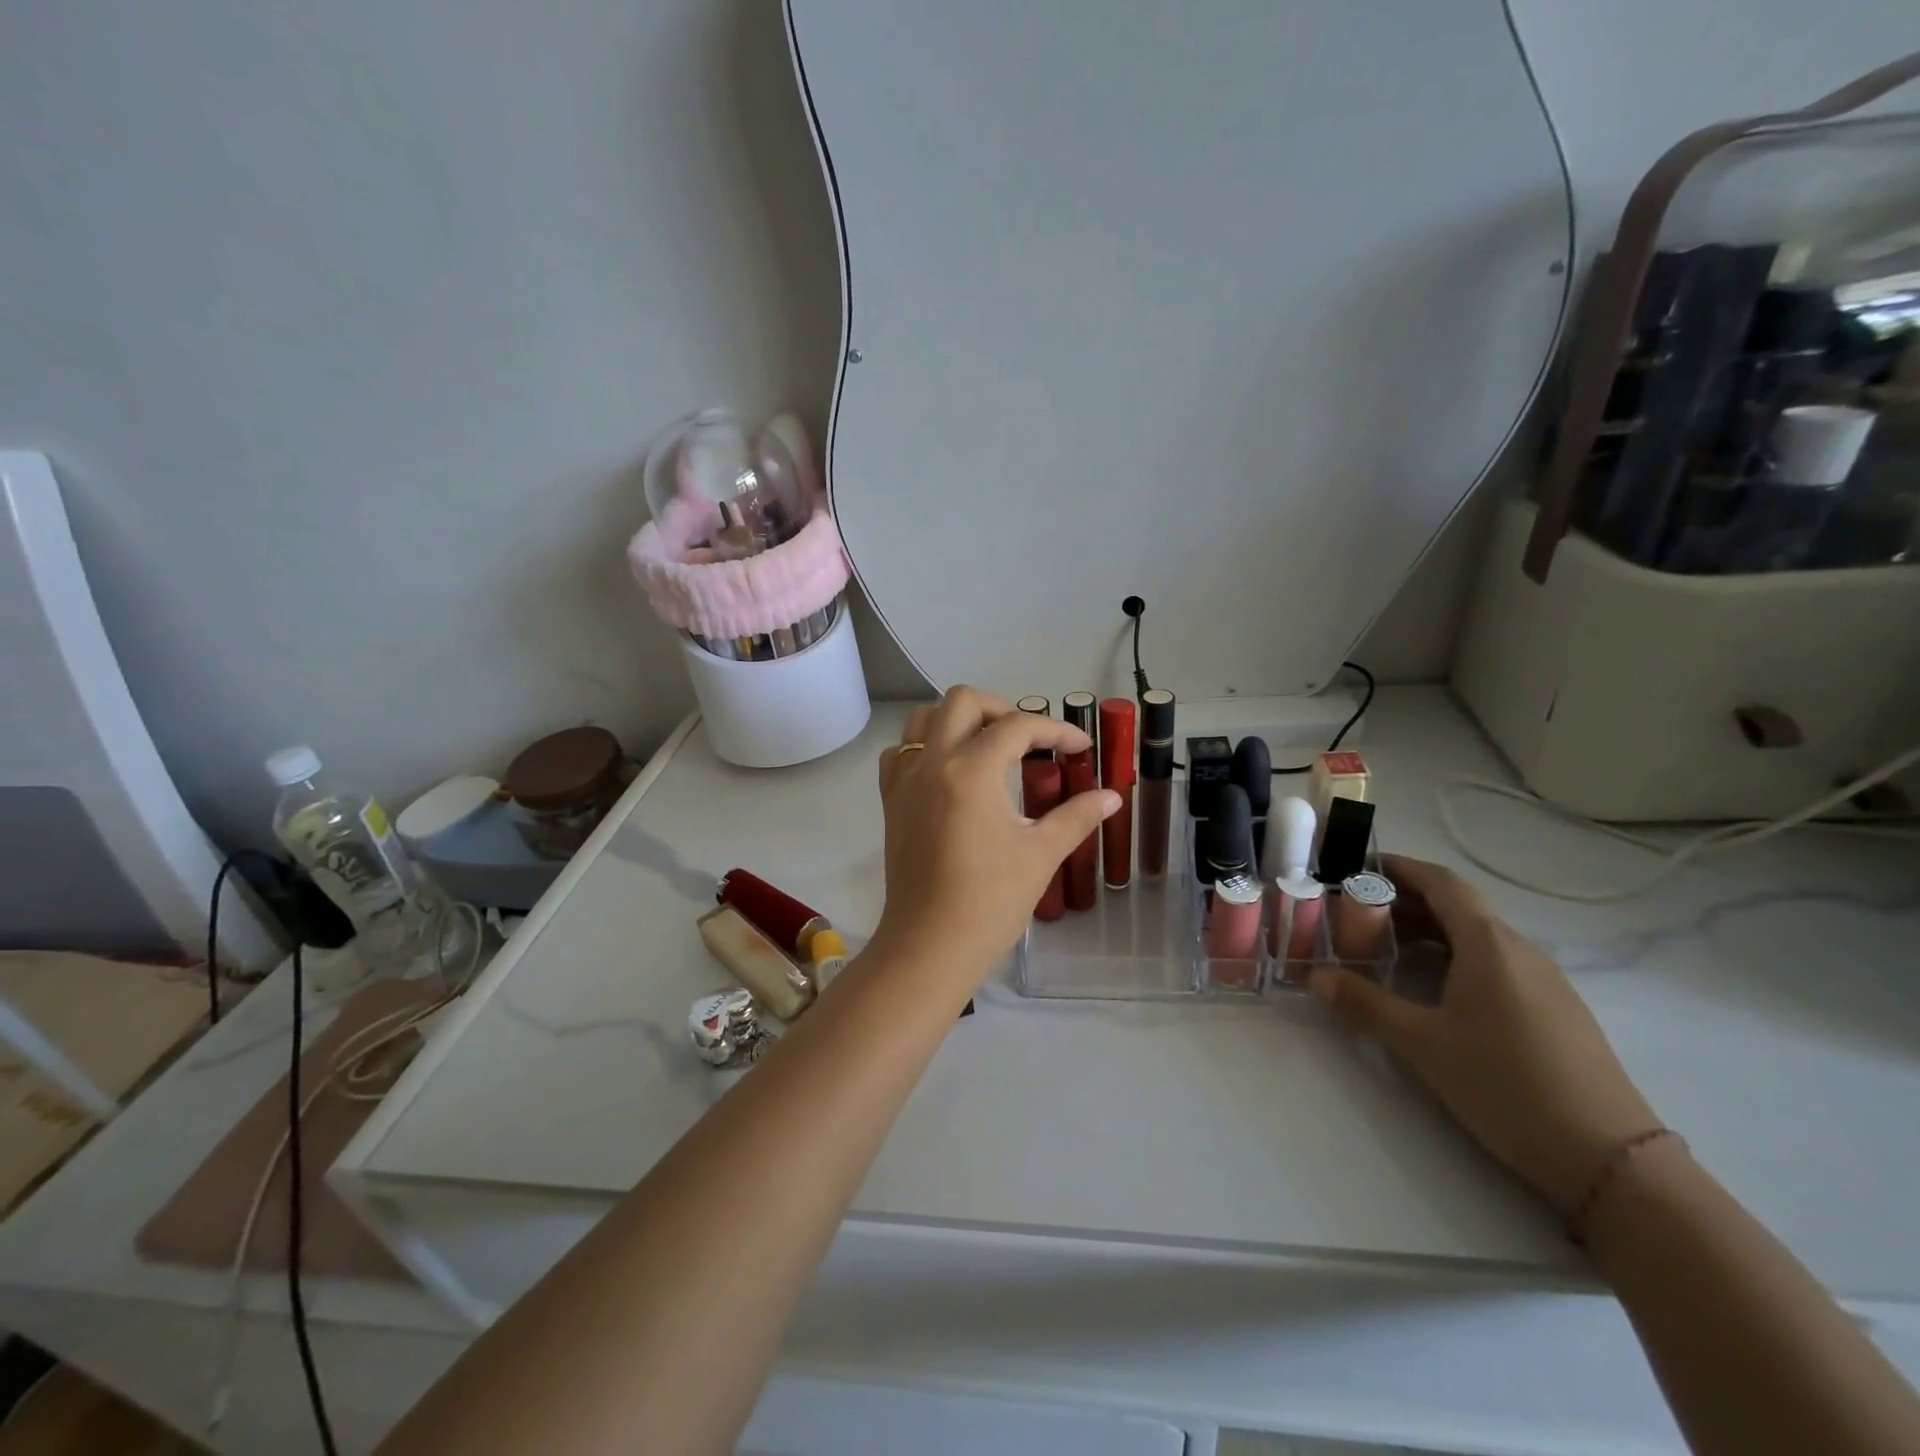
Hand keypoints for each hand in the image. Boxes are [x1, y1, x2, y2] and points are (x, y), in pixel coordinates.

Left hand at [872, 688, 1119, 983]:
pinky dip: (925, 746)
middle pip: (963, 701)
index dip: (1056, 730)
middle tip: (1030, 739)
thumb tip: (1110, 796)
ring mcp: (905, 780)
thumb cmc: (990, 901)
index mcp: (971, 770)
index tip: (1080, 749)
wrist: (930, 945)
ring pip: (925, 719)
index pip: (1018, 727)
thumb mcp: (1041, 854)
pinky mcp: (891, 801)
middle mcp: (933, 762)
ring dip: (959, 719)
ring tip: (989, 746)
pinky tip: (949, 770)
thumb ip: (1077, 816)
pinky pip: (901, 752)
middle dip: (1002, 708)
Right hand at [1309, 854, 1660, 1213]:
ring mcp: (1544, 981)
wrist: (1611, 1160)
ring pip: (1477, 937)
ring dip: (1430, 931)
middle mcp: (1520, 951)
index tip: (1360, 865)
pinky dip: (1455, 956)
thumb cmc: (1507, 1085)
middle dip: (1406, 901)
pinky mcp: (1555, 1010)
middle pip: (1459, 907)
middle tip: (1356, 911)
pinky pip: (1495, 962)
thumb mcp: (1423, 1044)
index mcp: (1489, 945)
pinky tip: (1433, 986)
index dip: (1402, 868)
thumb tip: (1314, 976)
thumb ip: (1365, 1004)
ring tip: (1384, 945)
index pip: (1443, 883)